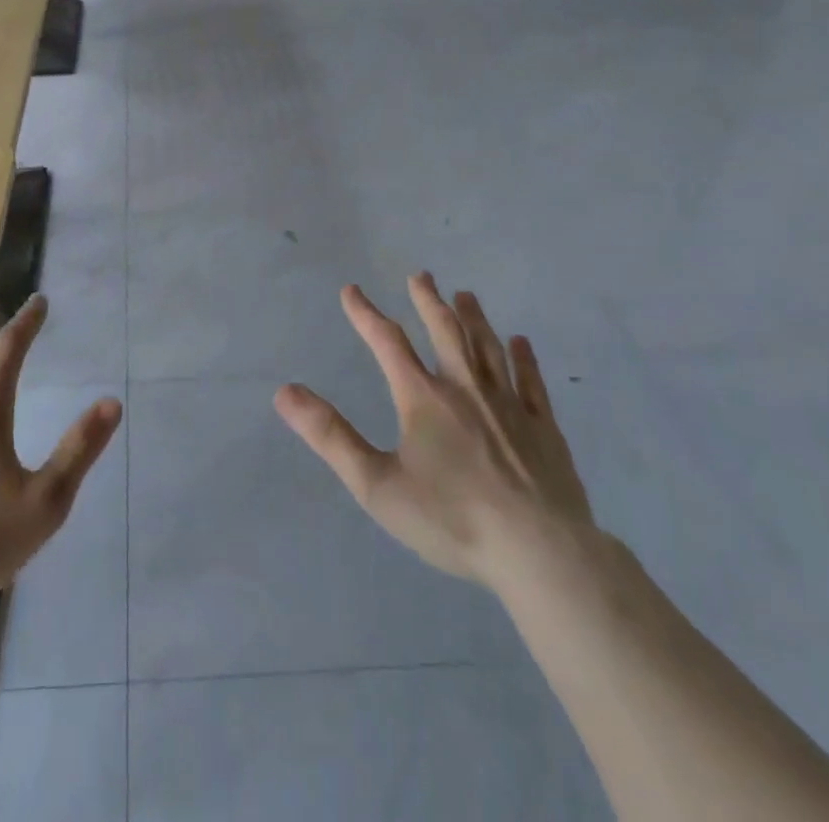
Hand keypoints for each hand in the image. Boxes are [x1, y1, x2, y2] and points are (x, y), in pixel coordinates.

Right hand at [274, 273, 594, 595]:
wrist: (540, 553)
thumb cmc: (452, 519)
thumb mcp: (376, 485)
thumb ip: (330, 436)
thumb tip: (285, 392)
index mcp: (423, 398)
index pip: (388, 342)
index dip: (366, 314)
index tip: (350, 291)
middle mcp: (465, 388)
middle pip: (445, 331)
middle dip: (428, 301)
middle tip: (421, 276)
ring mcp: (509, 405)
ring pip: (488, 347)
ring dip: (473, 318)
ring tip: (465, 295)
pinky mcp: (543, 427)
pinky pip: (531, 381)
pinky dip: (524, 358)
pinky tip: (521, 343)